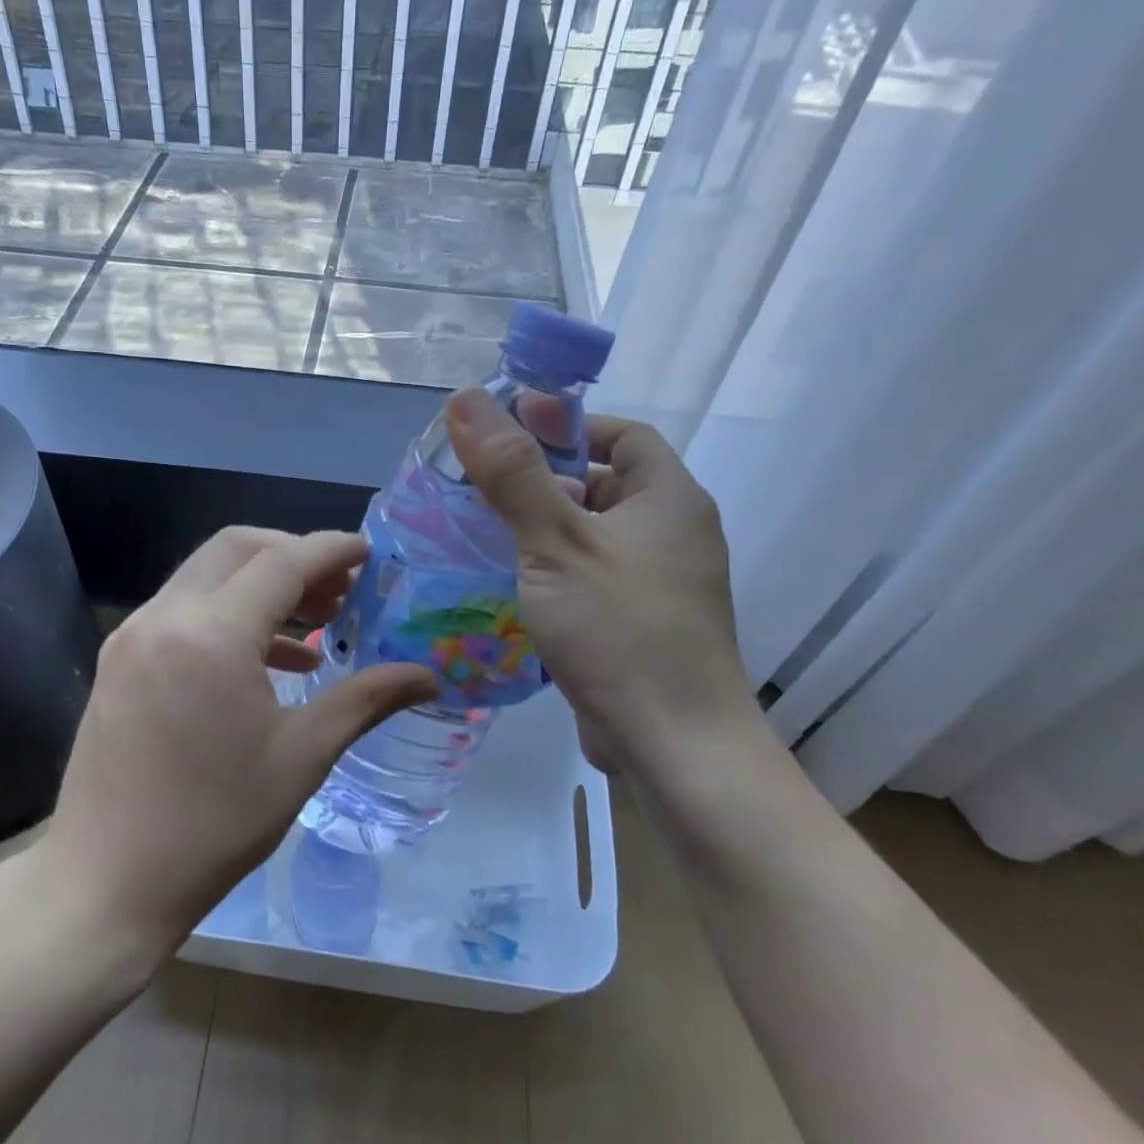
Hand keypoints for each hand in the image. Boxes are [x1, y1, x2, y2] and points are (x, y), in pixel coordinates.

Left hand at [37, 528, 436, 959]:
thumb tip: (428, 677)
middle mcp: (163, 617)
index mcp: (210, 635)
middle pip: (236, 550)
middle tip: (340, 590)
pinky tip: (266, 662)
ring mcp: (132, 636)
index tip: (369, 552)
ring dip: (260, 585)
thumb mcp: (301, 757)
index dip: (331, 551)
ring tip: (313, 625)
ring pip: (205, 576)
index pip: (282, 563)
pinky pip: (181, 611)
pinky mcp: (118, 661)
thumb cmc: (214, 824)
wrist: (106, 882)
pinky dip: (227, 615)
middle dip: (293, 555)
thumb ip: (365, 700)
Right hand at [446, 388, 752, 773]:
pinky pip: (591, 578)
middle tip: (479, 487)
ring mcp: (659, 584)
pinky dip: (553, 572)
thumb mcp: (556, 543)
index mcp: (669, 499)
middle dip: (543, 482)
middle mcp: (672, 534)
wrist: (674, 745)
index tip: (508, 436)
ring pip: (592, 537)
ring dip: (543, 531)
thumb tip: (468, 398)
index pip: (621, 435)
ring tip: (480, 533)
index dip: (567, 427)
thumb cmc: (619, 630)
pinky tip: (508, 586)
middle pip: (603, 485)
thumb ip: (512, 472)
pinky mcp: (640, 624)